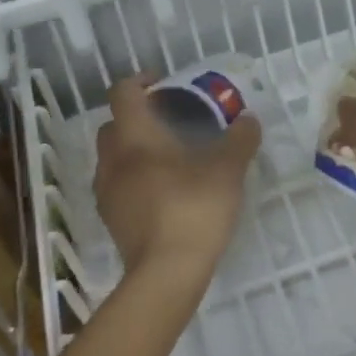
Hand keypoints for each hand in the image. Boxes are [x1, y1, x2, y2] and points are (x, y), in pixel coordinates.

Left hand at [95, 76, 261, 295]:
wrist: (166, 273)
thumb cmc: (194, 209)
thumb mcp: (227, 170)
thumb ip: (239, 140)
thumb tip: (248, 120)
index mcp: (136, 137)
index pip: (123, 93)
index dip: (140, 81)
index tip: (162, 84)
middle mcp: (113, 159)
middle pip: (114, 125)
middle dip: (136, 118)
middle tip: (168, 122)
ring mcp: (107, 192)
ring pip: (112, 157)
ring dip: (132, 150)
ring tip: (167, 159)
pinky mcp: (111, 220)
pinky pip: (116, 186)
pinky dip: (132, 179)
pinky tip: (161, 192)